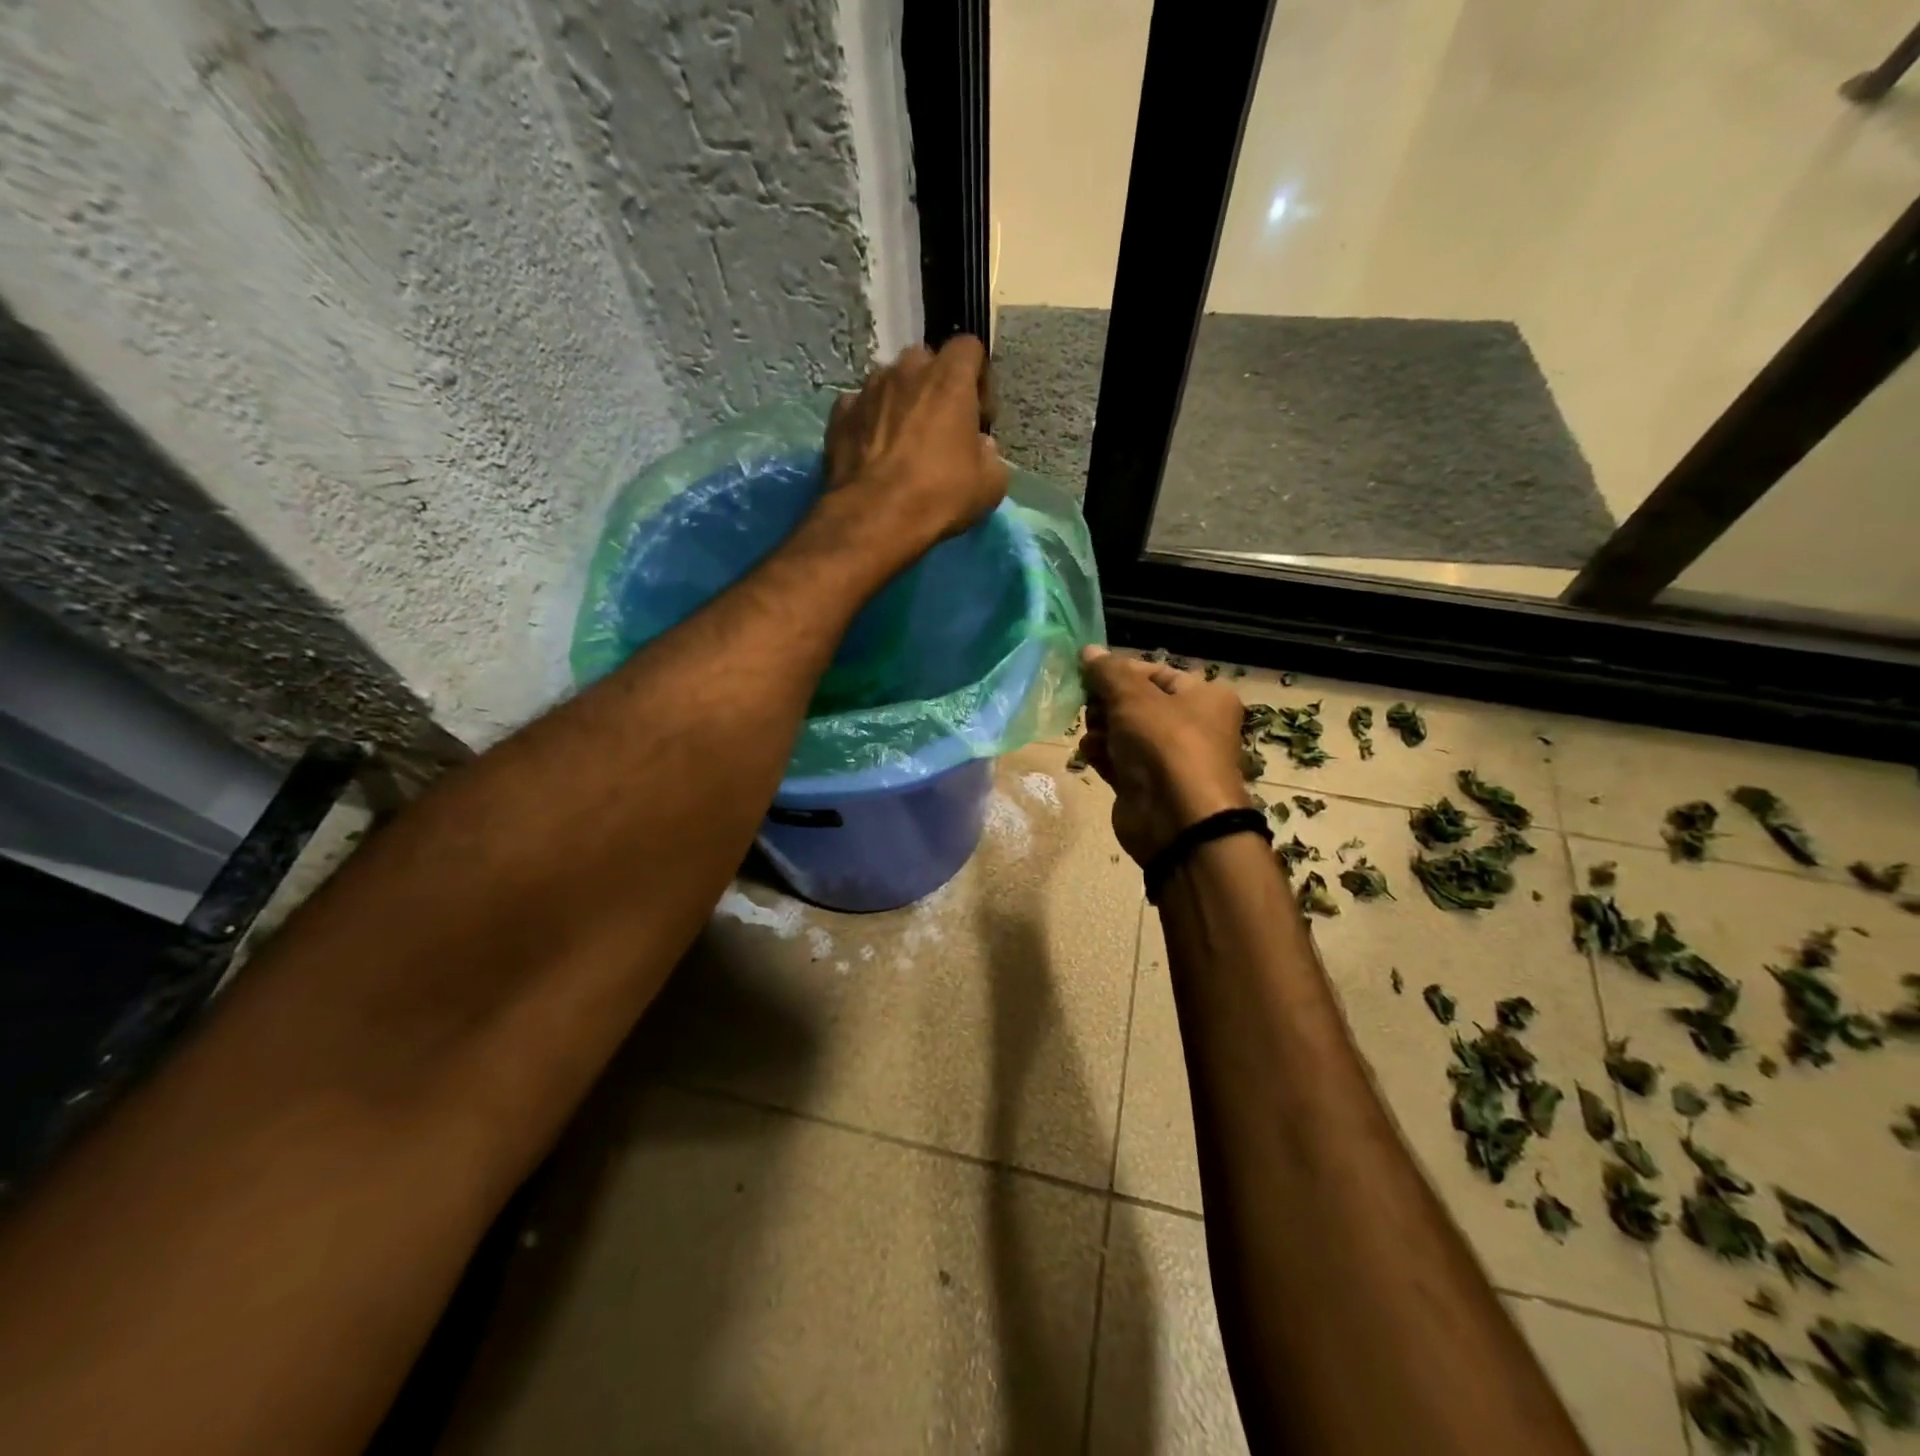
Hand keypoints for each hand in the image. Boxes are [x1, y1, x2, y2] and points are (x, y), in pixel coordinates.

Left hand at [824, 336, 1008, 545]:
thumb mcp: (990, 484)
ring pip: (889, 381)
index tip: (978, 413)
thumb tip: (979, 445)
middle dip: (935, 386)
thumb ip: (990, 454)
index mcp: (949, 379)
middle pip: (926, 361)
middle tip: (939, 425)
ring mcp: (868, 389)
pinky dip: (869, 420)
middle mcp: (906, 370)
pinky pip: (860, 406)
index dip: (977, 376)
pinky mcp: (839, 414)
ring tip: (902, 440)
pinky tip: (873, 450)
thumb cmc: (940, 495)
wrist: (875, 517)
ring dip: (900, 401)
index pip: (968, 347)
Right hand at [1078, 647, 1252, 866]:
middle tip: (1089, 707)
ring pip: (1125, 732)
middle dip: (1107, 703)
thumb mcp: (1132, 697)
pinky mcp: (1147, 786)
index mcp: (1205, 696)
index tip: (1088, 674)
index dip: (1120, 671)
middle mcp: (1192, 725)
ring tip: (1090, 734)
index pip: (1156, 672)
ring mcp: (1169, 758)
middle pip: (1137, 703)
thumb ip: (1107, 672)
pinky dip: (1103, 755)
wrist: (1177, 820)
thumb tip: (1087, 650)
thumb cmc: (1165, 745)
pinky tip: (1089, 753)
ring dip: (1102, 729)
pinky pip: (1119, 761)